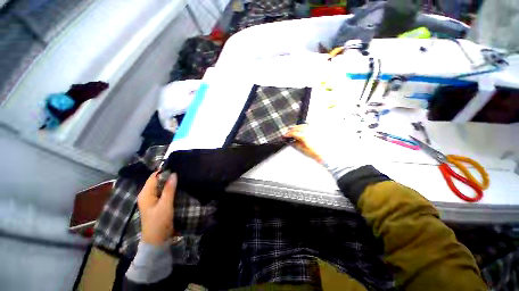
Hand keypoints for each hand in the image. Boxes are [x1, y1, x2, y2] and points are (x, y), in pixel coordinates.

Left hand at [138, 172, 176, 245]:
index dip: (163, 171)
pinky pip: (162, 192)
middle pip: (156, 181)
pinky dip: (169, 188)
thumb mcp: (165, 205)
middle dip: (167, 176)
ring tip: (181, 176)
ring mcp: (151, 199)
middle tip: (181, 171)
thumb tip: (174, 174)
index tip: (176, 166)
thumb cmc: (159, 222)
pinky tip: (177, 186)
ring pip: (160, 186)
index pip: (153, 177)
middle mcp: (146, 194)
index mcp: (145, 193)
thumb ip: (169, 189)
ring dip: (169, 182)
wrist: (156, 240)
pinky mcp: (156, 203)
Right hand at [284, 124, 370, 166]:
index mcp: (306, 137)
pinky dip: (305, 127)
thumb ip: (298, 145)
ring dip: (298, 127)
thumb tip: (293, 142)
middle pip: (299, 127)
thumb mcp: (305, 151)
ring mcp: (316, 130)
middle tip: (289, 133)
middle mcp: (311, 131)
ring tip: (296, 130)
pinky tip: (304, 130)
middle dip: (292, 129)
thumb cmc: (319, 155)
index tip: (285, 136)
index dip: (288, 134)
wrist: (330, 157)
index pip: (294, 133)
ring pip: (305, 125)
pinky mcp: (320, 131)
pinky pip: (311, 126)